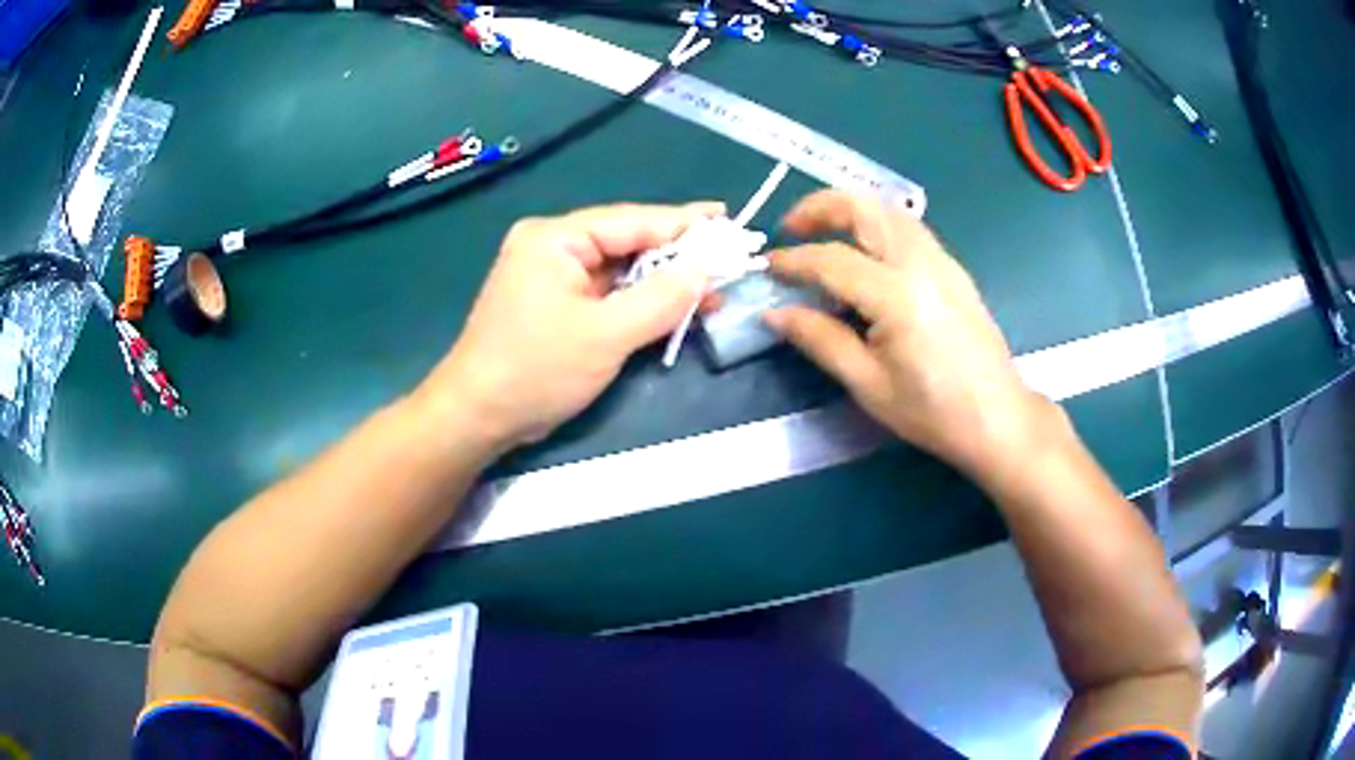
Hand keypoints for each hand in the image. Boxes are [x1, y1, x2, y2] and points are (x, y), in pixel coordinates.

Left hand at [419, 202, 722, 449]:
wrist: (478, 417)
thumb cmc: (536, 371)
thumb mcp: (605, 335)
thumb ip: (661, 299)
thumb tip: (707, 270)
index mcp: (555, 238)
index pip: (631, 221)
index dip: (682, 223)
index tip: (727, 221)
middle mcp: (552, 246)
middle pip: (626, 242)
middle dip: (676, 254)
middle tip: (727, 255)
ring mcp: (552, 276)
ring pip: (620, 269)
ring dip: (662, 281)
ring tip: (711, 285)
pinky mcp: (556, 303)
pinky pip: (607, 293)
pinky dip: (640, 301)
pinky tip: (674, 306)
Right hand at [763, 190, 1048, 476]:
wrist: (997, 419)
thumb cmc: (932, 412)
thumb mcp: (868, 384)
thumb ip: (819, 340)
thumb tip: (774, 314)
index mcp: (897, 296)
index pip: (831, 261)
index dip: (793, 261)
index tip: (766, 268)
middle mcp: (921, 264)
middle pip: (865, 209)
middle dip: (820, 207)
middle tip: (790, 228)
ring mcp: (943, 261)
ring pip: (889, 212)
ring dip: (850, 210)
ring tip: (822, 233)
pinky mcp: (954, 269)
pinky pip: (909, 229)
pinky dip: (876, 225)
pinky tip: (865, 253)